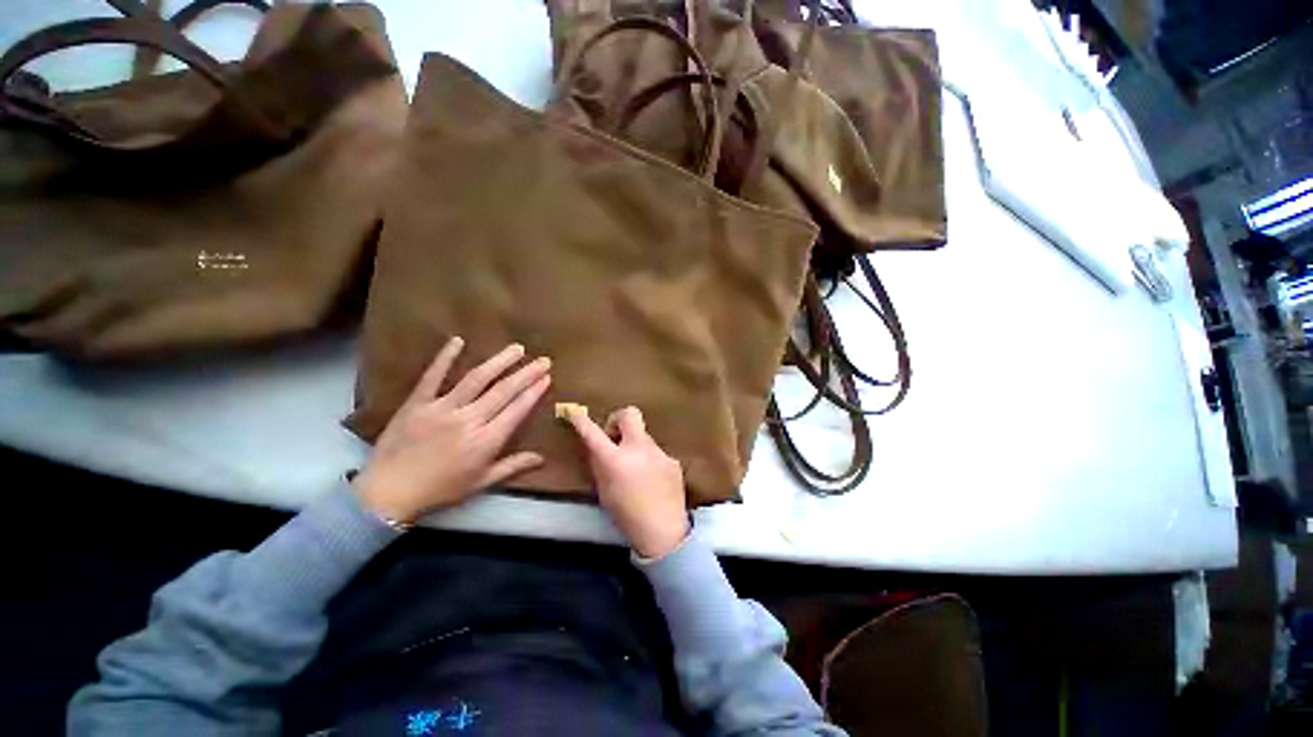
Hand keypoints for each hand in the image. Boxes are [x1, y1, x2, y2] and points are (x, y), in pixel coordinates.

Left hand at [354, 338, 550, 524]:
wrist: (388, 493)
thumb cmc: (440, 490)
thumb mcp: (481, 483)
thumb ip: (513, 466)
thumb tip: (542, 458)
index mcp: (486, 441)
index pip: (517, 410)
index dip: (534, 392)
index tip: (547, 377)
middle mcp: (468, 420)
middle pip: (503, 391)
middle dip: (526, 374)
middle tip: (543, 360)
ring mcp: (442, 408)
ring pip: (476, 379)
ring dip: (499, 362)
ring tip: (517, 348)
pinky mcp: (417, 403)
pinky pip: (433, 376)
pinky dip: (445, 357)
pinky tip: (458, 340)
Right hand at [566, 406, 688, 558]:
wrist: (663, 532)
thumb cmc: (626, 516)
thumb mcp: (604, 491)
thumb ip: (599, 465)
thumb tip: (596, 447)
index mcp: (615, 460)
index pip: (593, 433)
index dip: (581, 421)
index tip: (575, 412)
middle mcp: (638, 449)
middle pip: (629, 413)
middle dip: (618, 419)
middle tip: (614, 438)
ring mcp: (659, 452)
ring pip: (643, 436)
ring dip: (635, 445)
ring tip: (636, 470)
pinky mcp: (672, 460)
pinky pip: (656, 453)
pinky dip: (649, 460)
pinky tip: (652, 480)